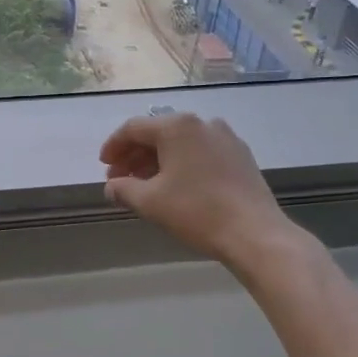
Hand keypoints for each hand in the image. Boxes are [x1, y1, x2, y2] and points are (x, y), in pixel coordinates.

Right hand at [99, 113, 299, 267]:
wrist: (254, 233)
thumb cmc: (196, 211)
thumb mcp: (149, 202)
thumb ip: (122, 189)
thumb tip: (112, 187)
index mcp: (177, 127)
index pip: (133, 128)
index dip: (113, 147)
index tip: (103, 166)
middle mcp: (202, 123)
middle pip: (158, 133)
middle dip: (134, 155)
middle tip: (120, 179)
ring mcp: (225, 138)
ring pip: (181, 143)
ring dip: (157, 161)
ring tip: (144, 185)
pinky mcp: (240, 156)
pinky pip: (201, 152)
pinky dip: (181, 164)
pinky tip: (175, 186)